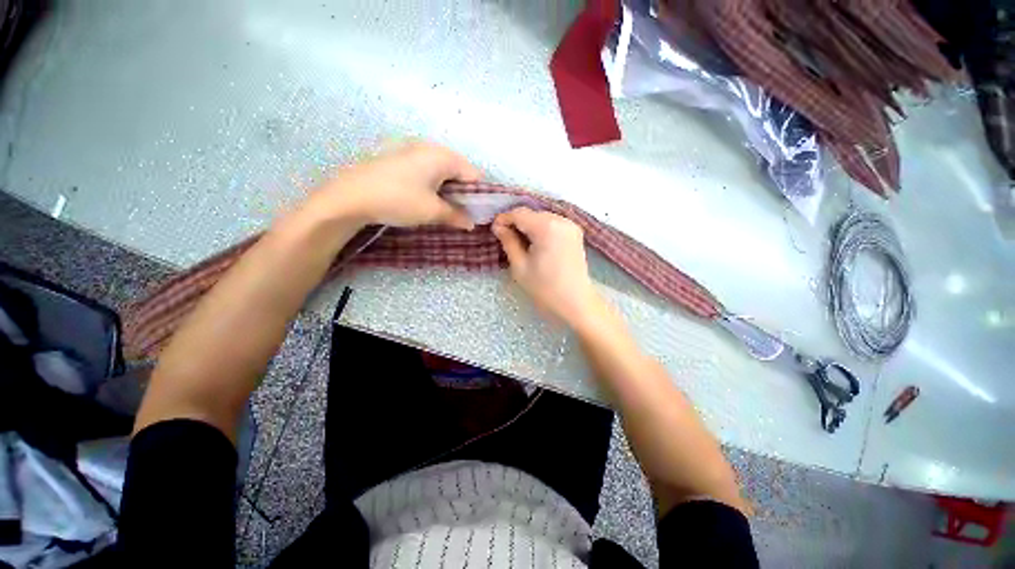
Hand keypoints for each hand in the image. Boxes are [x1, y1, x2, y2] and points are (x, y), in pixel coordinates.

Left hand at [314, 142, 480, 228]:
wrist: (350, 196)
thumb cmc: (399, 200)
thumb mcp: (432, 212)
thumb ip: (456, 216)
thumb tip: (471, 223)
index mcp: (443, 156)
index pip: (474, 175)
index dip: (478, 196)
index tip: (475, 214)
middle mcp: (430, 148)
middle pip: (459, 172)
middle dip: (462, 194)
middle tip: (459, 214)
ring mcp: (412, 151)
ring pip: (442, 172)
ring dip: (447, 191)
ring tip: (441, 209)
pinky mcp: (398, 159)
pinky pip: (426, 171)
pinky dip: (432, 186)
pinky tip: (423, 200)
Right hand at [492, 207, 600, 325]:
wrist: (576, 303)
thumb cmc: (545, 288)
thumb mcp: (520, 266)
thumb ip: (508, 242)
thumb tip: (498, 226)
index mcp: (546, 227)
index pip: (519, 213)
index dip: (504, 219)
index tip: (493, 230)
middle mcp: (561, 219)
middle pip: (531, 213)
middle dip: (516, 222)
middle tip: (504, 237)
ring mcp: (571, 225)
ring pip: (542, 217)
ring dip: (528, 225)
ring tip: (518, 241)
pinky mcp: (575, 233)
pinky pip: (552, 223)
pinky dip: (540, 229)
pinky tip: (534, 243)